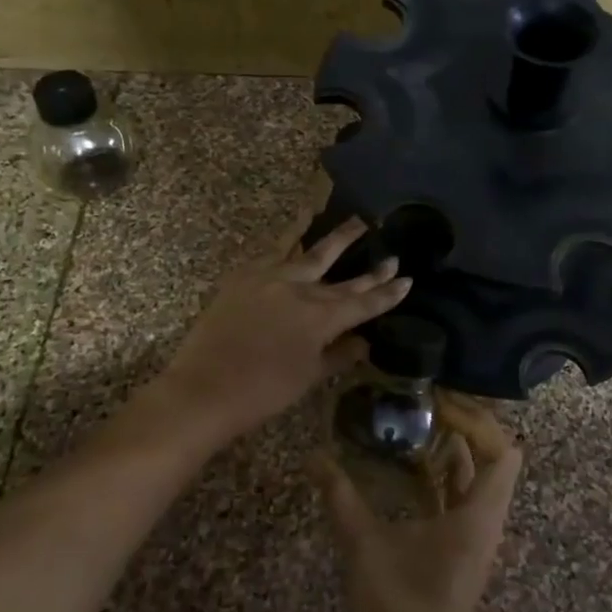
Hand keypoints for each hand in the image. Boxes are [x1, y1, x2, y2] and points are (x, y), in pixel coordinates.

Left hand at [157, 214, 410, 441]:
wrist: (205, 388)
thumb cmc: (263, 392)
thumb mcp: (308, 377)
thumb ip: (338, 355)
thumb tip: (363, 342)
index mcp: (321, 318)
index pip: (363, 303)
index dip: (387, 293)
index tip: (407, 280)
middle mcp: (301, 290)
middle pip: (343, 276)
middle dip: (370, 268)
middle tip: (391, 254)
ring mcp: (271, 278)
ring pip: (309, 251)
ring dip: (335, 237)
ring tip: (355, 219)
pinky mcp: (244, 276)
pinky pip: (274, 253)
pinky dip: (289, 241)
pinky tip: (297, 232)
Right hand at [317, 393, 521, 611]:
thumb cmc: (400, 605)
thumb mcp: (365, 544)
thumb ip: (340, 496)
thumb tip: (313, 456)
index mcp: (480, 513)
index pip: (503, 449)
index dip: (477, 420)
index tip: (440, 404)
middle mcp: (486, 520)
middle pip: (493, 459)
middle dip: (465, 429)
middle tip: (428, 407)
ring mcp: (475, 537)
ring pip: (477, 480)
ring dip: (454, 453)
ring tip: (417, 427)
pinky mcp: (460, 551)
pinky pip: (461, 500)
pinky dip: (443, 479)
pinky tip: (409, 470)